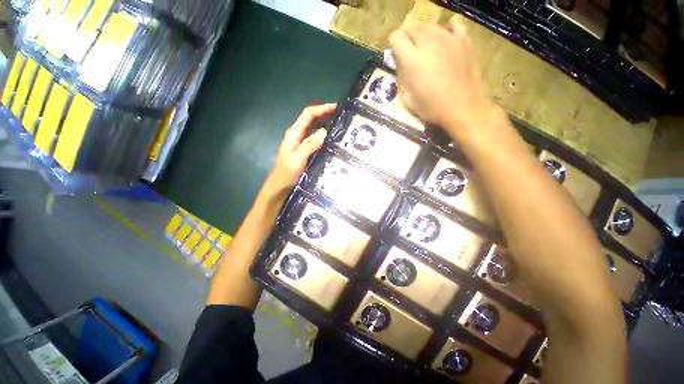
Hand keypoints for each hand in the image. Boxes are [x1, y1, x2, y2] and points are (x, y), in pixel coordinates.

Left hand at [263, 104, 335, 198]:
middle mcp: (297, 135)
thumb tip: (324, 131)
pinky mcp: (304, 151)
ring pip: (314, 129)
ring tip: (341, 127)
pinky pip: (315, 139)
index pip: (308, 114)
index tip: (337, 107)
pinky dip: (324, 137)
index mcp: (294, 134)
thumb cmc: (286, 175)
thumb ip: (309, 145)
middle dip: (326, 115)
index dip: (322, 108)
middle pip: (311, 119)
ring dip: (326, 125)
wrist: (279, 188)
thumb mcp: (298, 160)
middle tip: (343, 117)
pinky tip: (333, 142)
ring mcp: (300, 143)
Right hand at [389, 17, 501, 139]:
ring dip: (424, 36)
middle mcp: (428, 42)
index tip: (397, 56)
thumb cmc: (432, 108)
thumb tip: (401, 65)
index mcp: (412, 58)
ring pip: (430, 26)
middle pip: (412, 27)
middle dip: (407, 39)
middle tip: (410, 54)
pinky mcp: (464, 40)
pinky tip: (445, 40)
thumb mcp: (407, 99)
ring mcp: (448, 38)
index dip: (394, 45)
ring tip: (426, 50)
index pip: (396, 37)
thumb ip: (401, 78)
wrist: (463, 108)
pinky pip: (453, 24)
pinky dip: (446, 30)